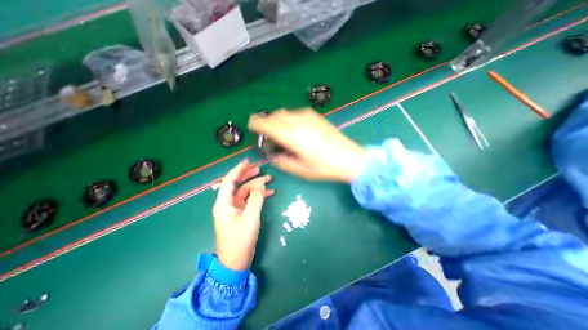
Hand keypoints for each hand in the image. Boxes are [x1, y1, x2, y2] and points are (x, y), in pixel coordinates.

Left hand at [212, 160, 273, 270]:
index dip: (238, 170)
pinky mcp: (240, 214)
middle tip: (261, 169)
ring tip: (269, 180)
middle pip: (237, 184)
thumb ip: (256, 198)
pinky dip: (258, 195)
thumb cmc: (240, 240)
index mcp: (224, 203)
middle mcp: (227, 204)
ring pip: (245, 192)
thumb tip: (261, 184)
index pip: (230, 181)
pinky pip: (249, 200)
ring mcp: (234, 209)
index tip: (248, 161)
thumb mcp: (250, 218)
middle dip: (249, 175)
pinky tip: (269, 193)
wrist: (235, 263)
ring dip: (256, 185)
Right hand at [247, 108, 365, 182]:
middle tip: (268, 136)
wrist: (349, 158)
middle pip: (275, 116)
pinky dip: (289, 119)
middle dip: (267, 123)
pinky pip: (295, 113)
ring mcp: (308, 117)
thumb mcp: (300, 170)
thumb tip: (273, 155)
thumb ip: (282, 161)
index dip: (257, 123)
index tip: (252, 126)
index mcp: (292, 136)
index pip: (268, 124)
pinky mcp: (315, 116)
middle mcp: (298, 122)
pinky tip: (295, 130)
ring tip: (281, 134)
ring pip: (285, 113)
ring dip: (278, 121)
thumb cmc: (324, 167)